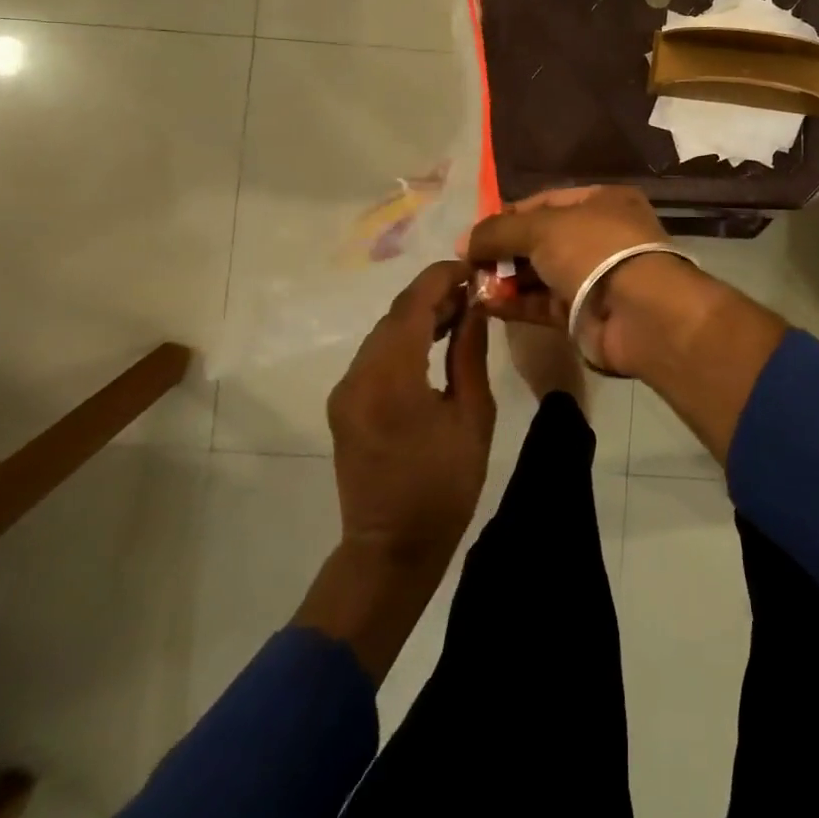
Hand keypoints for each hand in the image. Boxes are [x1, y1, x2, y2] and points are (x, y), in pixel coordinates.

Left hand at [329, 260, 494, 568]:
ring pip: (384, 334)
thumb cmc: (444, 485)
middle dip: (433, 296)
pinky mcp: (344, 404)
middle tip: (474, 293)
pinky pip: (376, 356)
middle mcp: (358, 375)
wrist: (391, 548)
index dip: (441, 279)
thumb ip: (469, 354)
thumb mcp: (472, 415)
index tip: (472, 269)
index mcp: (391, 377)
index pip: (412, 305)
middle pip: (395, 316)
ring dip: (419, 317)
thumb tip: (474, 308)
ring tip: (461, 314)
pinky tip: (434, 343)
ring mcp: (346, 390)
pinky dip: (405, 341)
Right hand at [468, 186, 786, 459]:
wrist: (641, 313)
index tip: (474, 233)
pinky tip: (484, 305)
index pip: (545, 202)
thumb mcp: (543, 227)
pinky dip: (516, 304)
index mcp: (603, 202)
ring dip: (506, 279)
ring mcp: (595, 277)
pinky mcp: (586, 314)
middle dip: (504, 250)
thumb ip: (500, 230)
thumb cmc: (595, 250)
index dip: (508, 215)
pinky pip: (543, 304)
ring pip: (541, 274)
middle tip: (468, 263)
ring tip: (469, 285)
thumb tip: (463, 241)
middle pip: (541, 239)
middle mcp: (600, 236)